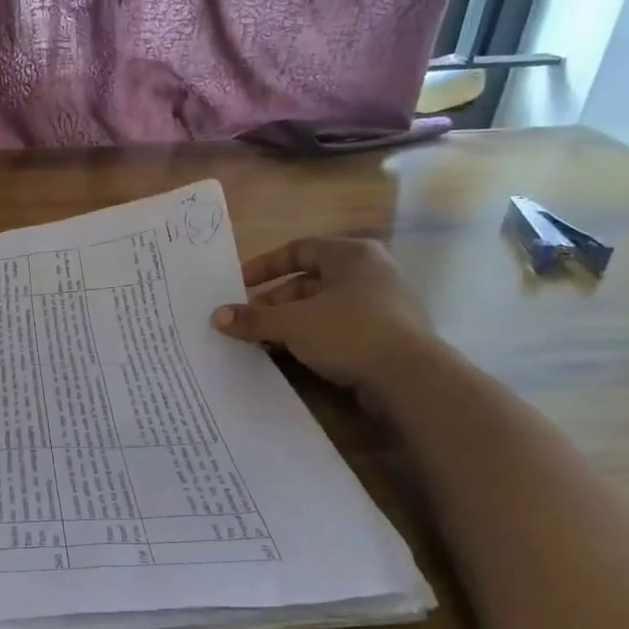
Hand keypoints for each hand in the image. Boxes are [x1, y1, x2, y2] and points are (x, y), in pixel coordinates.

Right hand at [211, 236, 434, 393]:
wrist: (411, 378)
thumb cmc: (350, 332)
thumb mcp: (293, 324)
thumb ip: (254, 319)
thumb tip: (217, 316)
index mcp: (351, 254)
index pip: (298, 249)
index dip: (264, 266)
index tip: (238, 285)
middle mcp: (370, 271)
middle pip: (309, 281)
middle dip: (274, 301)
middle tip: (247, 321)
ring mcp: (382, 304)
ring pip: (323, 306)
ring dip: (290, 322)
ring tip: (263, 341)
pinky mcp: (387, 334)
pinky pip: (339, 327)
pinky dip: (313, 336)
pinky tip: (292, 355)